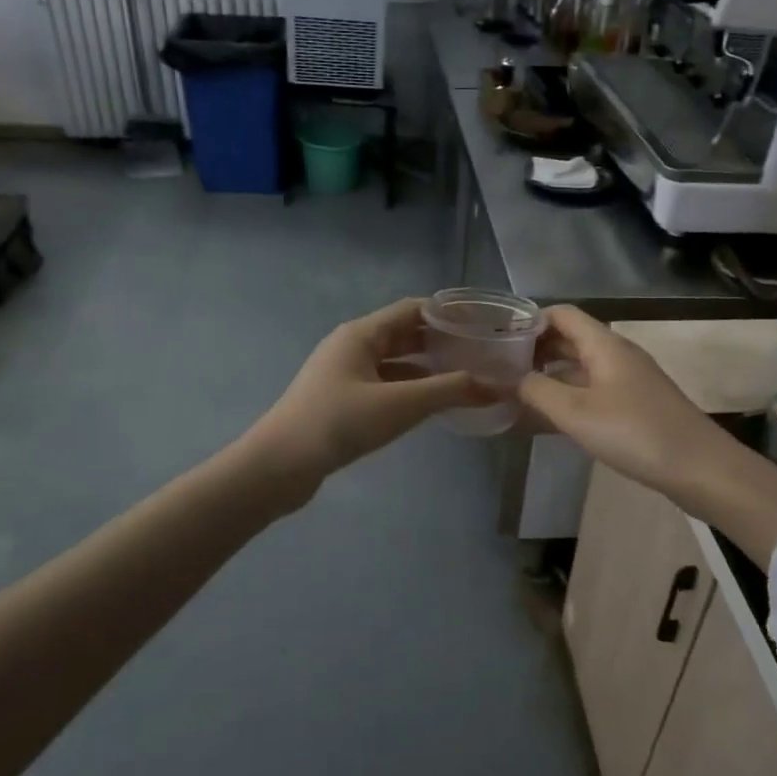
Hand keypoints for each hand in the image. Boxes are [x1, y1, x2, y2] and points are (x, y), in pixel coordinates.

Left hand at [245, 298, 495, 499]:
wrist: (279, 465)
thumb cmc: (339, 423)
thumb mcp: (401, 405)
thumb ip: (450, 391)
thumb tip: (497, 386)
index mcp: (361, 334)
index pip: (412, 309)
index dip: (448, 314)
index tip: (483, 324)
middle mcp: (352, 346)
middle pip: (404, 334)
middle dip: (441, 342)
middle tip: (481, 354)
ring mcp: (344, 374)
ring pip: (395, 363)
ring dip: (427, 368)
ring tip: (465, 378)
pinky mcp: (341, 401)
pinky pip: (384, 385)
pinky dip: (409, 390)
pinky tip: (431, 405)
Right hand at [518, 307, 776, 565]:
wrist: (698, 467)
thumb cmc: (634, 432)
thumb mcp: (575, 412)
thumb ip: (537, 391)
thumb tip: (512, 378)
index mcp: (604, 344)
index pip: (562, 314)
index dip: (530, 321)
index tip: (501, 340)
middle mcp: (617, 354)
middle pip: (571, 337)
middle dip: (536, 348)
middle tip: (502, 368)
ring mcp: (629, 379)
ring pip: (582, 365)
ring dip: (551, 373)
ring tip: (519, 391)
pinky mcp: (636, 404)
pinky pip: (594, 387)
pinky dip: (569, 393)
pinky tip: (553, 415)